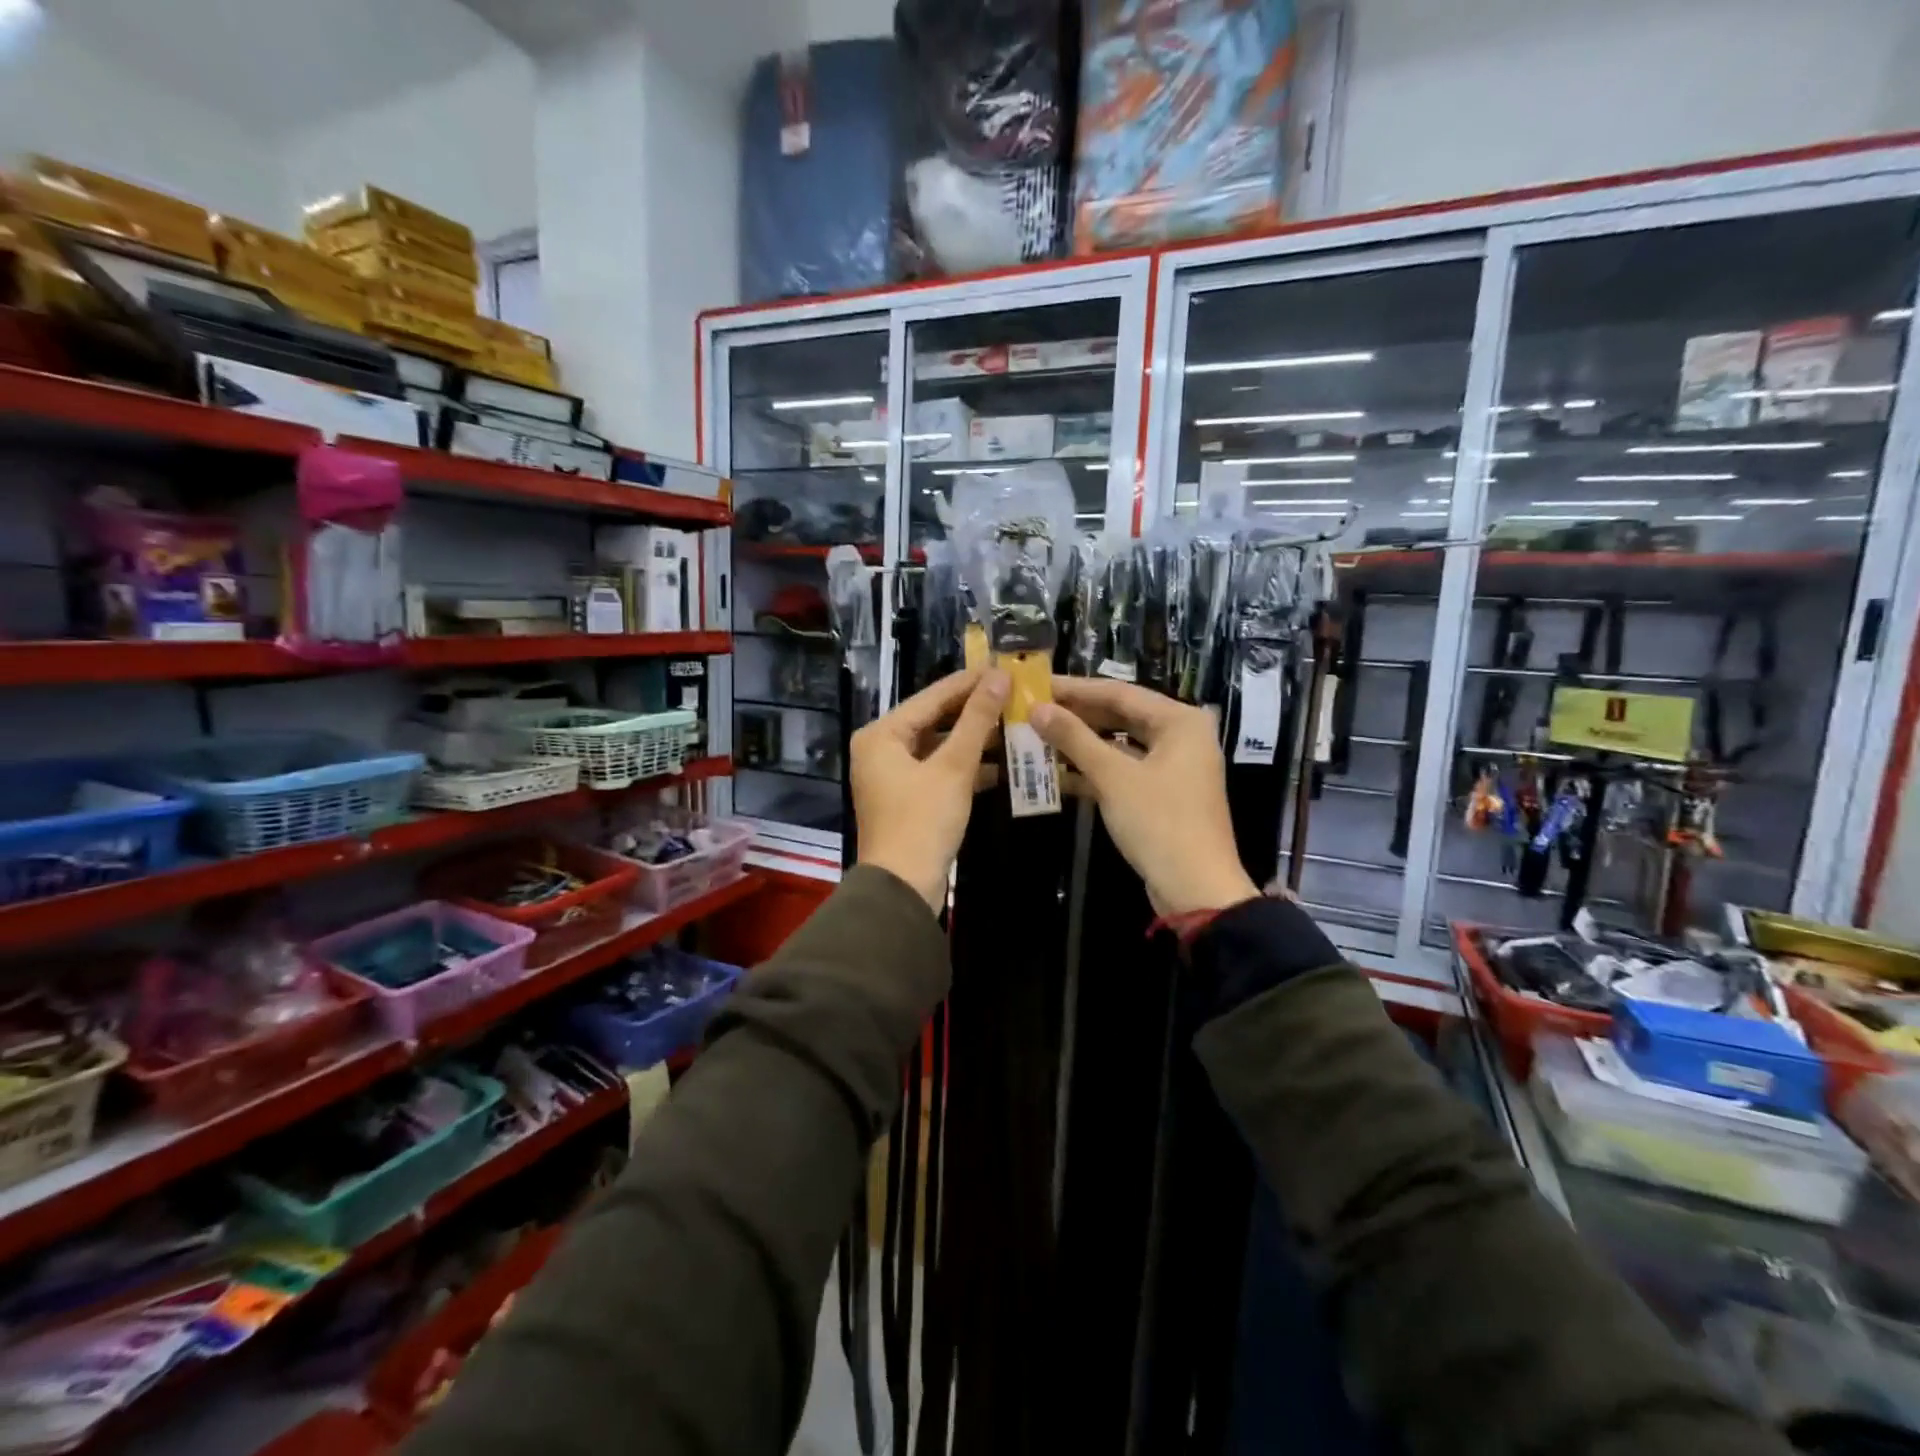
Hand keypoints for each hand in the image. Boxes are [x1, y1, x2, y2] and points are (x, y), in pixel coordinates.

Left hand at [852, 667, 1007, 910]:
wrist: (904, 888)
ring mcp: (894, 775)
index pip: (932, 697)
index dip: (969, 682)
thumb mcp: (953, 767)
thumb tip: (998, 677)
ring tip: (1015, 721)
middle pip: (934, 719)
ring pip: (940, 745)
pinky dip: (968, 765)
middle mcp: (881, 749)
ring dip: (975, 738)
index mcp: (881, 735)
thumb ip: (977, 720)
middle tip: (1014, 691)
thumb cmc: (923, 822)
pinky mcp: (909, 797)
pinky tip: (1005, 760)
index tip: (1004, 666)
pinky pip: (940, 769)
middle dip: (975, 710)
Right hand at [1031, 678, 1258, 917]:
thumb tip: (1037, 708)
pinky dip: (1094, 770)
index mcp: (1180, 721)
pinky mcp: (1162, 794)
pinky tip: (1056, 771)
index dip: (1075, 689)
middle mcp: (1182, 736)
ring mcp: (1174, 767)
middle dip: (1077, 715)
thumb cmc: (1159, 823)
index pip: (1119, 693)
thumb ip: (1074, 738)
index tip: (1037, 685)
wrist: (1196, 890)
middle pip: (1121, 716)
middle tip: (1034, 709)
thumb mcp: (1113, 777)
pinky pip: (1123, 770)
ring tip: (1038, 736)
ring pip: (1120, 745)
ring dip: (1081, 744)